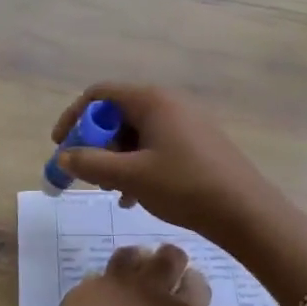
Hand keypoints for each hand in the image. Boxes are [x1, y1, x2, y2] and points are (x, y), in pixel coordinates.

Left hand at [31, 243, 210, 305]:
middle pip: (168, 258)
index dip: (191, 286)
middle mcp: (150, 293)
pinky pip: (98, 278)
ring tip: (130, 279)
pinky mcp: (82, 290)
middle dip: (170, 262)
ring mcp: (113, 287)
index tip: (185, 289)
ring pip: (130, 255)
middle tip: (164, 271)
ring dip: (136, 262)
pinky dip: (104, 287)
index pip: (197, 284)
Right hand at [51, 83, 272, 243]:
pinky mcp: (198, 142)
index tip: (61, 146)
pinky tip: (134, 197)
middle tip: (88, 175)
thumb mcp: (130, 176)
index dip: (74, 117)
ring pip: (136, 134)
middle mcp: (169, 103)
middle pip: (117, 114)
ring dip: (116, 159)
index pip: (99, 94)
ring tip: (112, 191)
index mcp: (152, 100)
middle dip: (96, 144)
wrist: (245, 211)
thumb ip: (91, 164)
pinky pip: (156, 146)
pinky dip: (138, 165)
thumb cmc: (184, 186)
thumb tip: (63, 157)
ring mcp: (186, 122)